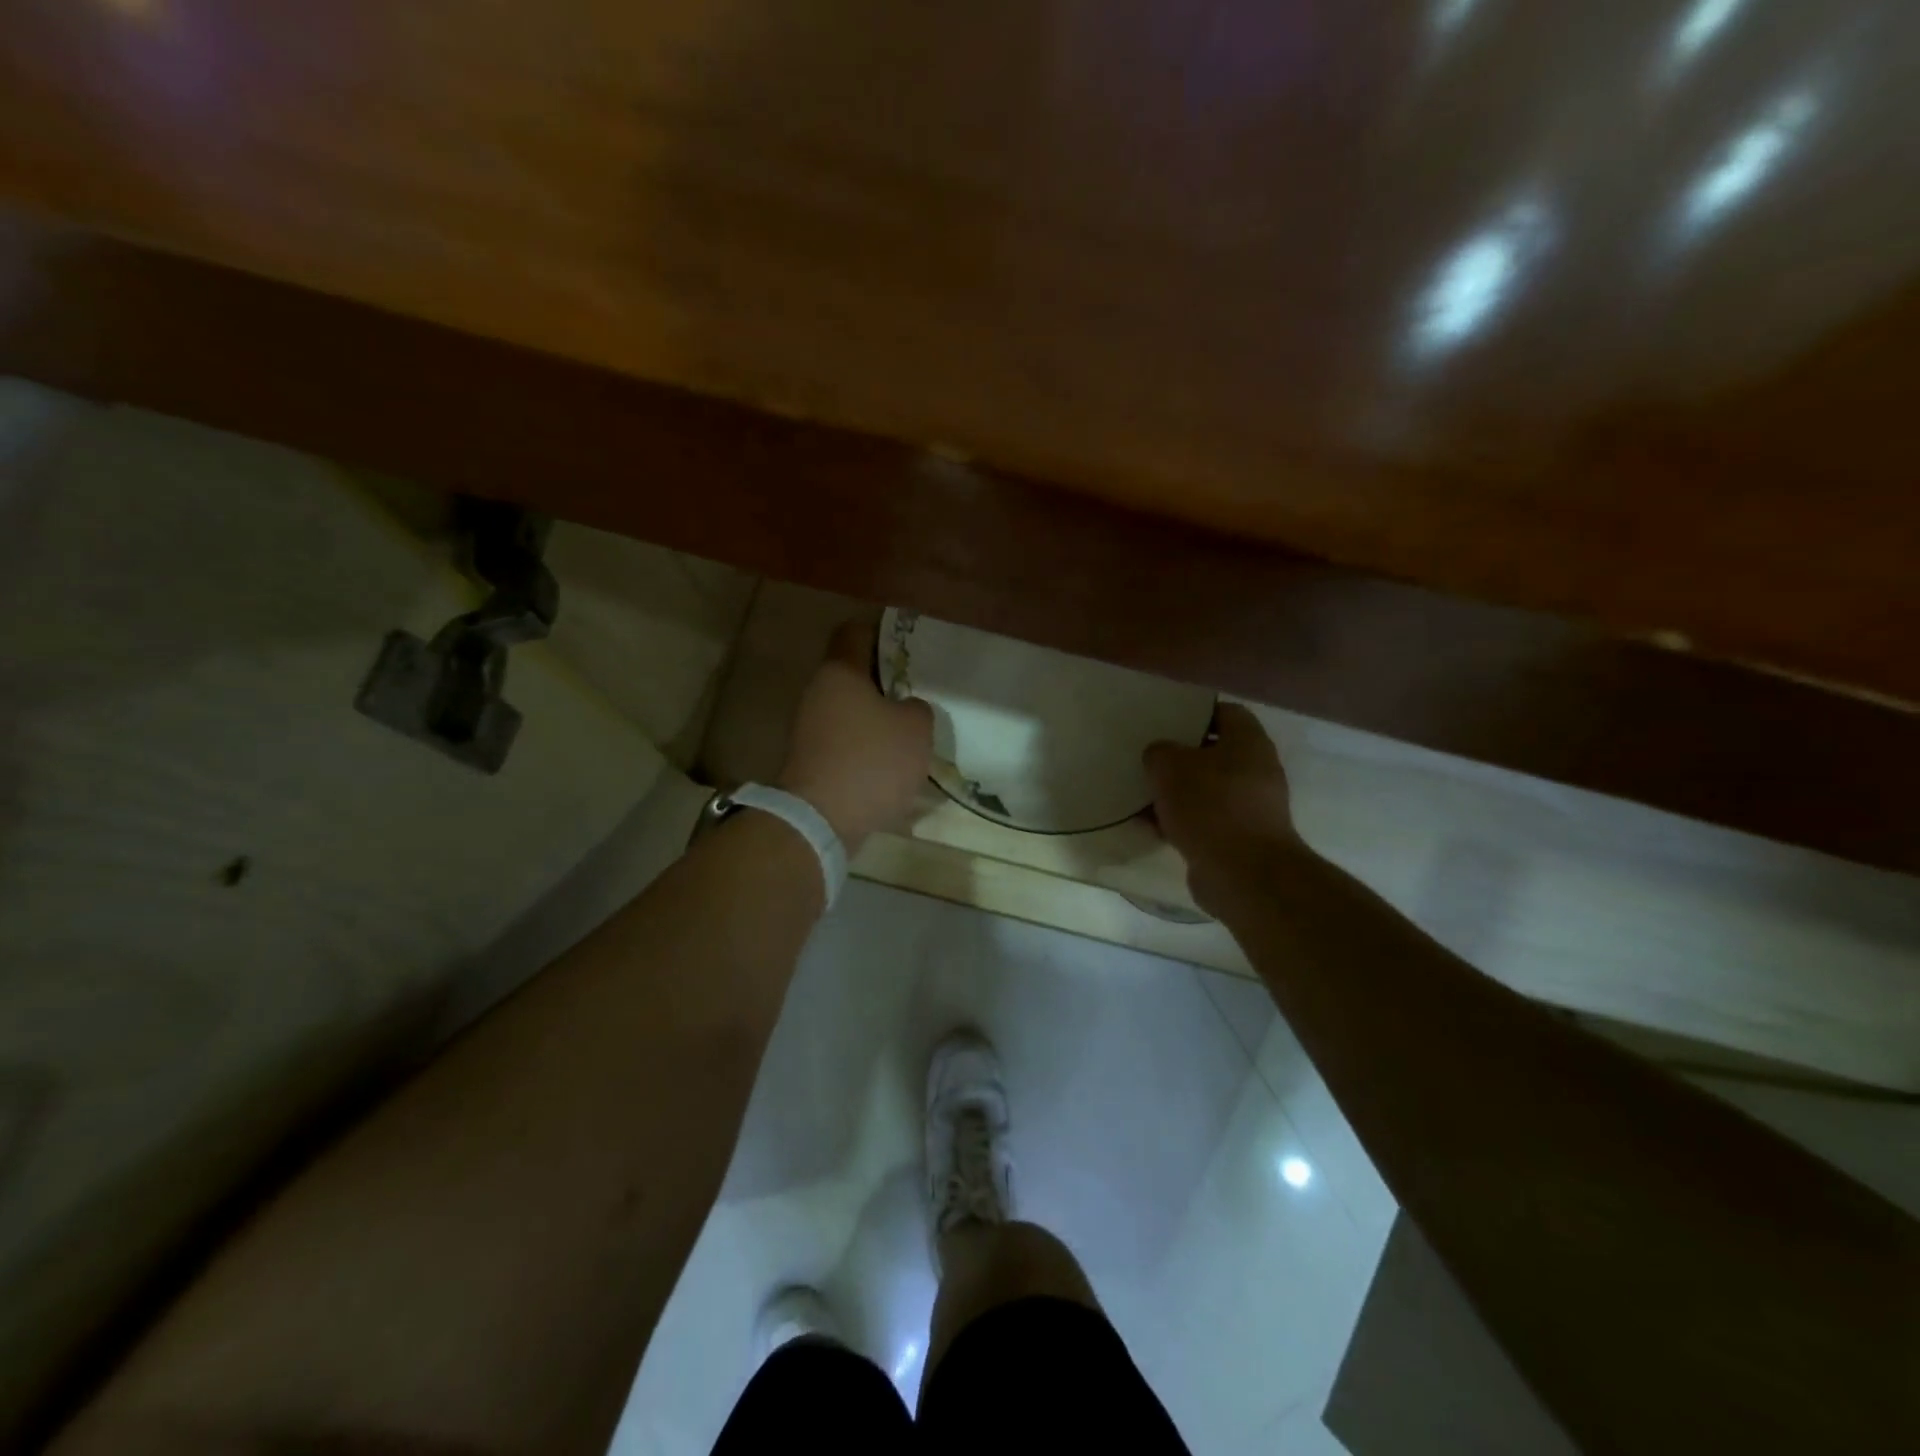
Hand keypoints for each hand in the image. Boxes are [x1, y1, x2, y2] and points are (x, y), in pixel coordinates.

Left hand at [778, 620, 934, 848]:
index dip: (884, 634)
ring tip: (909, 732)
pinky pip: (844, 741)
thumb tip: (905, 708)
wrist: (821, 820)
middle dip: (885, 682)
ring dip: (876, 718)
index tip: (909, 648)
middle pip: (853, 674)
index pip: (855, 632)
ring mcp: (809, 728)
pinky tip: (889, 764)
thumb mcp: (916, 729)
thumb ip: (917, 708)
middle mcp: (818, 692)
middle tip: (917, 692)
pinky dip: (865, 748)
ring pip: (849, 710)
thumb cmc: (871, 761)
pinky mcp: (810, 760)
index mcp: (840, 671)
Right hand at [1143, 703, 1299, 910]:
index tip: (1165, 721)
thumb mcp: (1169, 766)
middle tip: (1149, 759)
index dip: (1195, 714)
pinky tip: (1152, 827)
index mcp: (1249, 742)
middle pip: (1214, 754)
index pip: (1226, 712)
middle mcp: (1257, 770)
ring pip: (1206, 790)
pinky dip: (1181, 822)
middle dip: (1180, 758)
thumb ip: (1159, 752)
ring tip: (1142, 796)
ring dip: (1176, 793)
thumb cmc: (1210, 806)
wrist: (1242, 873)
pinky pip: (1205, 821)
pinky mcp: (1239, 839)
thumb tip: (1160, 757)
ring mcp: (1251, 807)